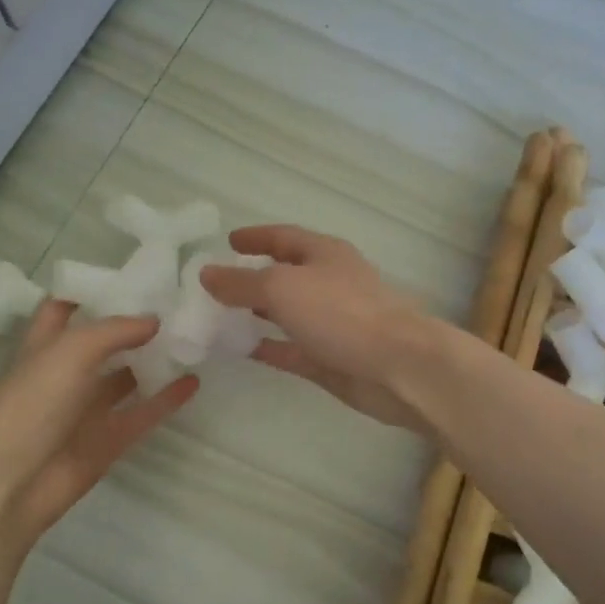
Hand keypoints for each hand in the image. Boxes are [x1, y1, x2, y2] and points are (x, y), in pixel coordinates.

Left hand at [0, 301, 197, 551]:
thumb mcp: (70, 351)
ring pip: (127, 376)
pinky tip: (194, 380)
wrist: (12, 484)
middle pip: (104, 341)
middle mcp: (67, 373)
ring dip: (155, 359)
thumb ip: (115, 330)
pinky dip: (168, 398)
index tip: (133, 275)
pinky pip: (144, 412)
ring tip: (193, 337)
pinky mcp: (109, 439)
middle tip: (178, 303)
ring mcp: (88, 408)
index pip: (65, 306)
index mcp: (46, 345)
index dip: (93, 289)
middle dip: (135, 323)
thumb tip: (154, 320)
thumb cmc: (32, 405)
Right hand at [199, 225, 434, 430]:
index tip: (228, 241)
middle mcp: (330, 283)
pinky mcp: (331, 358)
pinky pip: (291, 349)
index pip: (284, 237)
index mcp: (324, 254)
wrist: (397, 366)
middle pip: (287, 274)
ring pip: (288, 314)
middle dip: (254, 277)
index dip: (255, 237)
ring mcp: (332, 323)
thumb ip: (241, 283)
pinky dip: (268, 347)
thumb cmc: (341, 313)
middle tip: (217, 283)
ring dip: (258, 313)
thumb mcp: (282, 288)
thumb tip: (206, 273)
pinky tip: (240, 350)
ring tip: (221, 316)